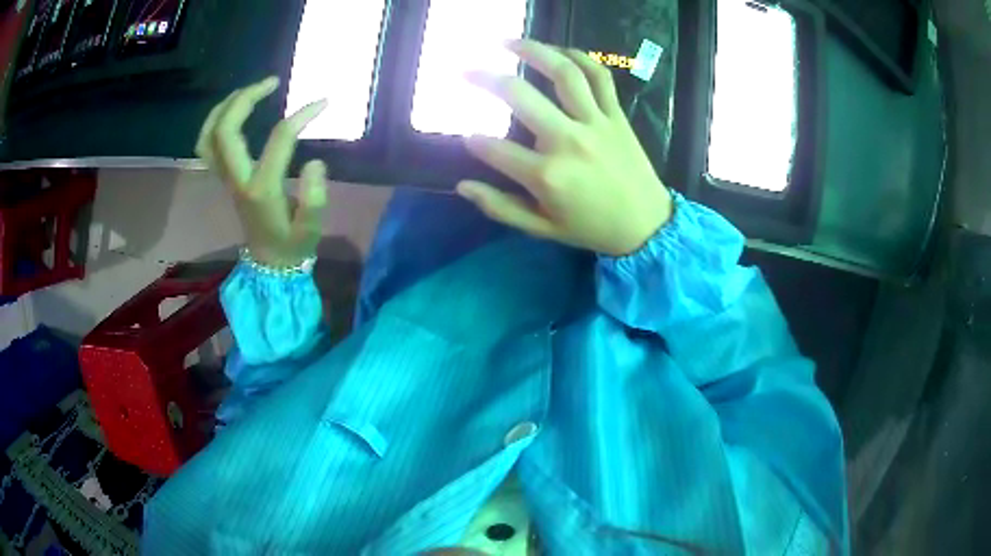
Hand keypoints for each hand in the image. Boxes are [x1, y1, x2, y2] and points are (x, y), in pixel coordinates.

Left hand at [196, 76, 329, 266]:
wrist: (268, 262)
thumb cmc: (292, 244)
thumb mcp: (311, 229)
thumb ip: (316, 197)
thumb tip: (315, 161)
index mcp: (261, 189)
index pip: (279, 139)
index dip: (301, 115)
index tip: (322, 103)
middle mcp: (237, 179)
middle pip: (226, 130)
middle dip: (247, 98)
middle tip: (273, 82)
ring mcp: (225, 178)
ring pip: (209, 136)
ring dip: (226, 106)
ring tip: (250, 90)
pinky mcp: (223, 178)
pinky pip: (207, 145)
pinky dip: (215, 122)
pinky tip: (233, 110)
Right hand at [459, 40, 672, 256]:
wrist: (647, 225)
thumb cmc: (592, 228)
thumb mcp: (542, 228)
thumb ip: (500, 207)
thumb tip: (463, 185)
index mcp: (546, 175)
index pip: (493, 149)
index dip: (473, 141)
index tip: (468, 137)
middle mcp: (567, 140)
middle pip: (519, 95)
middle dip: (484, 79)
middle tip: (466, 71)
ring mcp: (595, 122)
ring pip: (562, 74)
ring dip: (532, 51)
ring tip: (507, 43)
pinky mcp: (615, 115)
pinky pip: (599, 77)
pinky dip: (579, 58)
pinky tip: (559, 51)